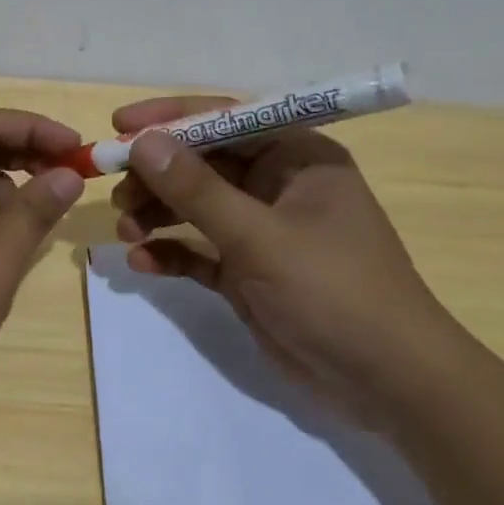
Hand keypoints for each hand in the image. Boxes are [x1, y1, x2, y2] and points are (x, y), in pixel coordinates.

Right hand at [110, 97, 472, 424]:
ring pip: (195, 206)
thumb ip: (197, 190)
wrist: (388, 385)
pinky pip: (199, 249)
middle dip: (157, 175)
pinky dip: (172, 252)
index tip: (119, 127)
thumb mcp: (260, 237)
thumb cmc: (334, 291)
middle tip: (115, 190)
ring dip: (157, 214)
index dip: (171, 119)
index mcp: (297, 157)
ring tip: (126, 231)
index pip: (226, 119)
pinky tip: (143, 263)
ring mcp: (262, 230)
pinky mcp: (248, 271)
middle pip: (203, 163)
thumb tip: (143, 143)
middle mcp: (277, 185)